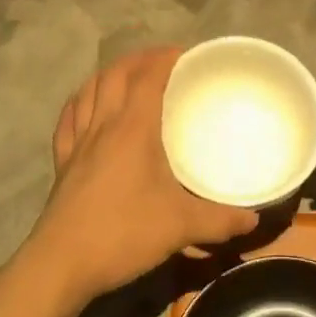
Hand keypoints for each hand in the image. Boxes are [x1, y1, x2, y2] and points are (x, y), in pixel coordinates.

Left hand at [26, 47, 259, 303]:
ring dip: (109, 75)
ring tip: (127, 75)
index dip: (164, 58)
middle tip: (162, 61)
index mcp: (132, 129)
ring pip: (89, 90)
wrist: (62, 263)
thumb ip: (220, 220)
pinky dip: (80, 103)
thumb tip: (253, 219)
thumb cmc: (123, 233)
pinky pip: (69, 119)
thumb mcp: (180, 227)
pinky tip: (86, 106)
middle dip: (139, 59)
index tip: (186, 53)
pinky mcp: (62, 162)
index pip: (147, 77)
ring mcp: (77, 142)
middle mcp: (102, 125)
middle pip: (115, 75)